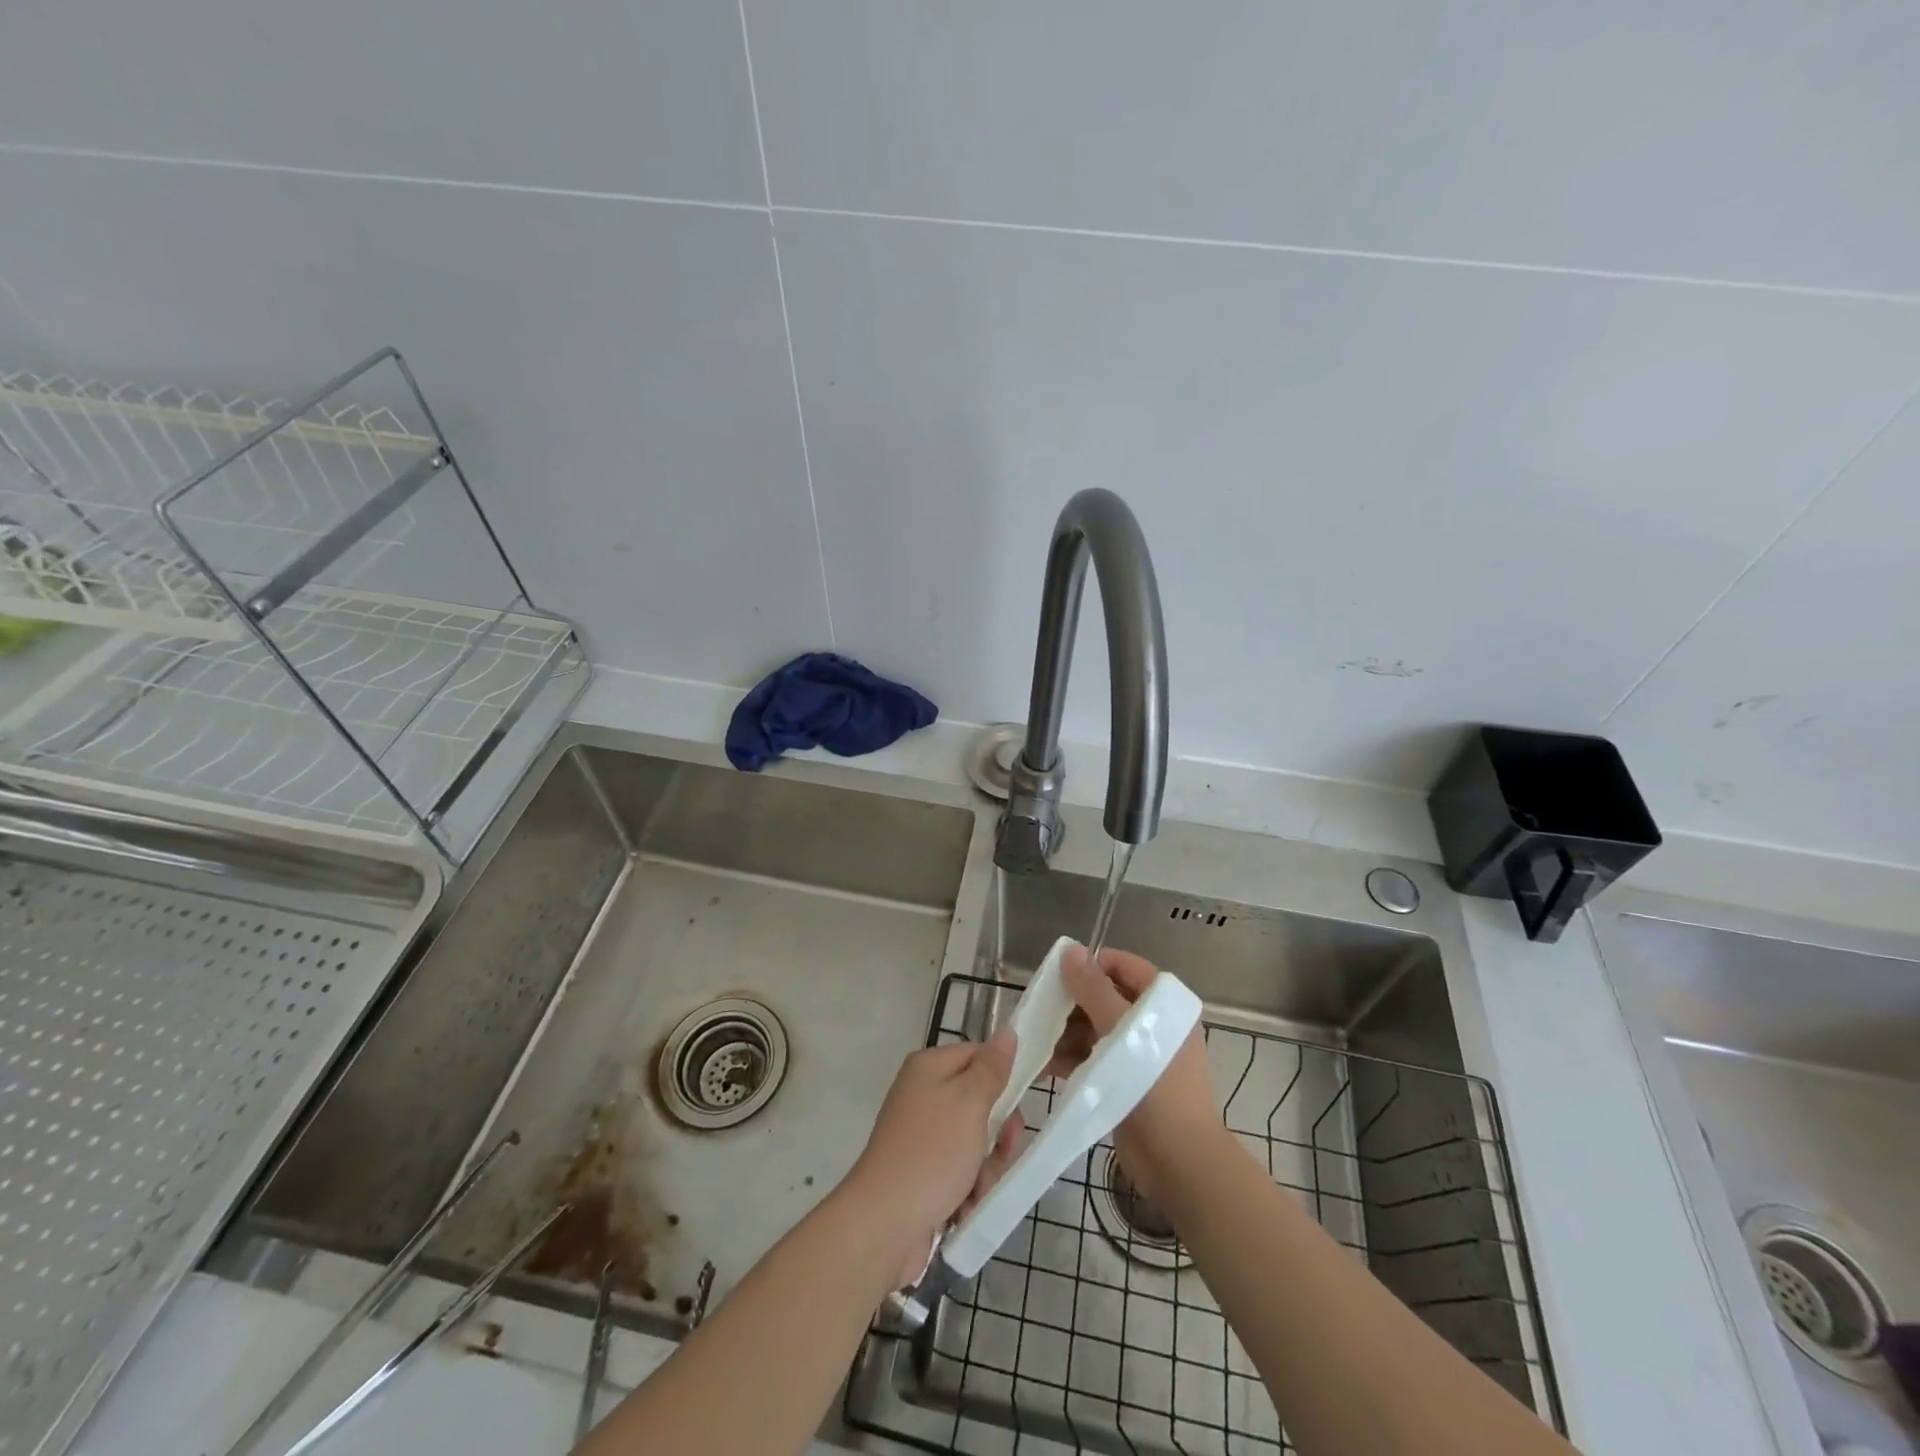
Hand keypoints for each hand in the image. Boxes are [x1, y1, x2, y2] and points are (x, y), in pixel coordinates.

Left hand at [843, 1033, 1024, 1284]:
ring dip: (986, 1167)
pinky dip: (969, 1188)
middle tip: (1002, 1150)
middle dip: (998, 1132)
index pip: (979, 1054)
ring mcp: (921, 1135)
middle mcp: (923, 1094)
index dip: (1007, 1074)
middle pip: (981, 1101)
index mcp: (929, 1067)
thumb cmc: (932, 1153)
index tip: (1031, 1097)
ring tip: (977, 1189)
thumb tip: (1007, 1032)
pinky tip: (964, 1206)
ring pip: (976, 1141)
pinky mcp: (923, 1171)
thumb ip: (992, 1069)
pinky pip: (961, 1170)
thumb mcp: (970, 1103)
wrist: (884, 1224)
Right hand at [1048, 945, 1222, 1203]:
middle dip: (1071, 1003)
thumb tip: (1070, 950)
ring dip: (1065, 1033)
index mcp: (1162, 1003)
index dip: (1090, 965)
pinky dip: (1070, 1058)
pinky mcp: (1123, 1080)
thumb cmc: (1156, 1085)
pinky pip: (1092, 1058)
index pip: (1123, 966)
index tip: (1056, 975)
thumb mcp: (1122, 1029)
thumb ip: (1093, 989)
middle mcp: (1151, 1022)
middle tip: (1040, 1010)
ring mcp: (1136, 1053)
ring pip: (1093, 1029)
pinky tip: (1043, 1065)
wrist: (1179, 1162)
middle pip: (1103, 997)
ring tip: (1036, 1041)